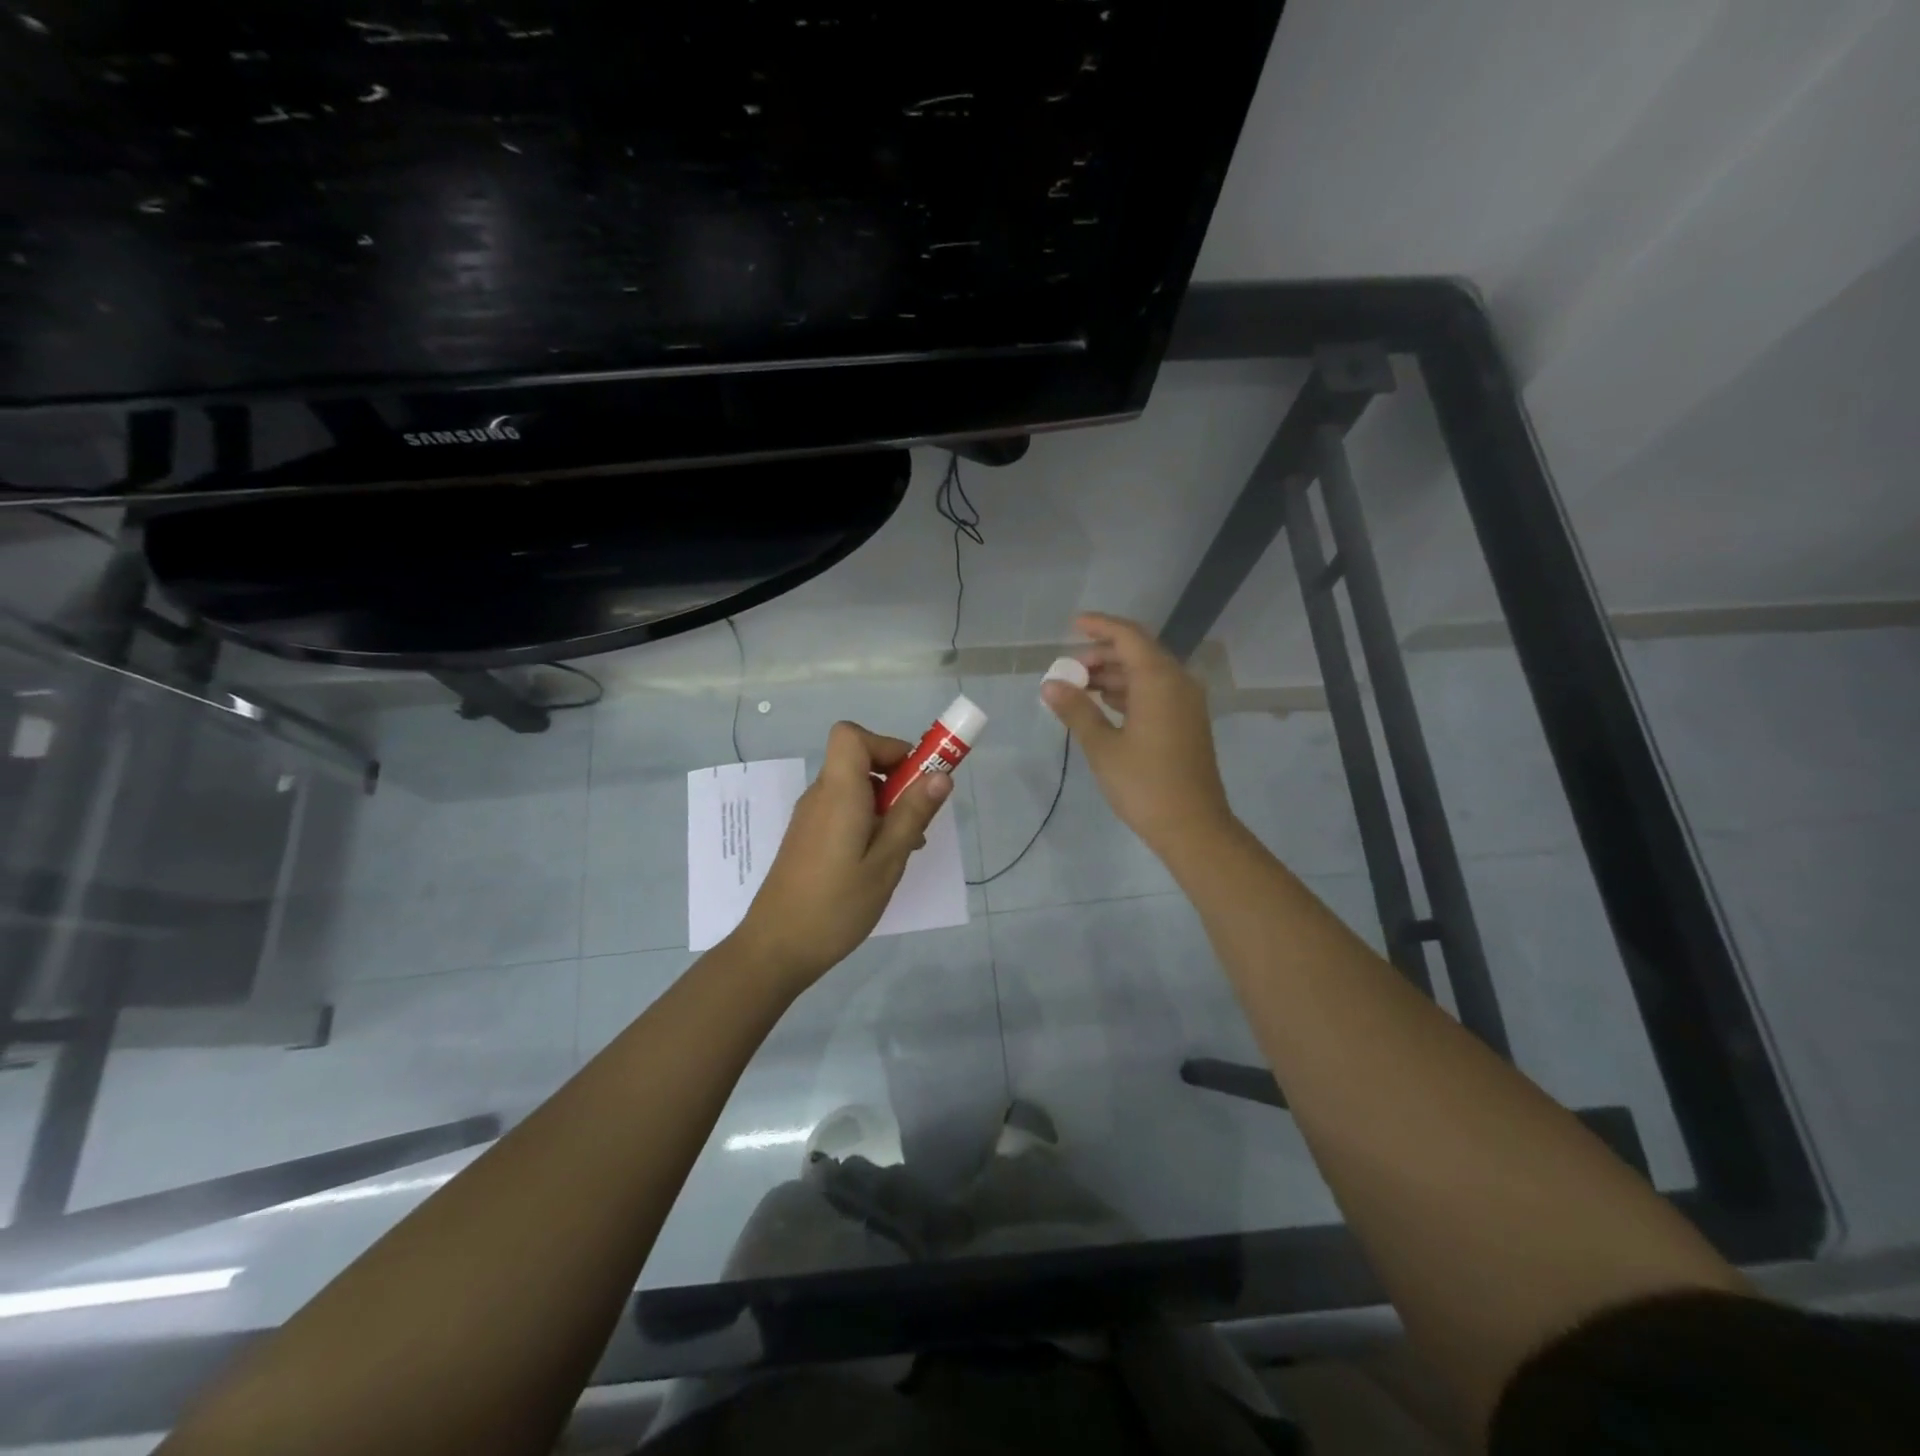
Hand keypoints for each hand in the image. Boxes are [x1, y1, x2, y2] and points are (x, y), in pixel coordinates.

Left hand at [732, 721, 951, 990]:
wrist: (777, 948)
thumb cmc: (836, 905)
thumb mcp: (886, 862)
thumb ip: (912, 815)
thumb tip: (940, 776)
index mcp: (839, 793)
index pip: (851, 735)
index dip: (885, 745)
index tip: (913, 776)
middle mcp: (820, 796)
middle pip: (857, 760)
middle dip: (895, 778)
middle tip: (919, 817)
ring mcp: (810, 817)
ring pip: (853, 788)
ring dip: (885, 804)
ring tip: (905, 848)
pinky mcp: (807, 838)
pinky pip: (842, 810)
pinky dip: (867, 821)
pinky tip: (879, 861)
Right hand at [1042, 612, 1235, 857]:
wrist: (1193, 826)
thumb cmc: (1144, 784)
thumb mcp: (1102, 746)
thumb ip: (1076, 710)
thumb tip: (1050, 685)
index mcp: (1159, 680)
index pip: (1128, 636)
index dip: (1100, 626)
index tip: (1073, 625)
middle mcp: (1178, 683)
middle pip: (1138, 652)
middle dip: (1102, 655)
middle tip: (1068, 669)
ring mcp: (1186, 703)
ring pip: (1147, 674)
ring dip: (1113, 675)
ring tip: (1077, 687)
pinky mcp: (1186, 723)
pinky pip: (1155, 693)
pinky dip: (1128, 692)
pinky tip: (1103, 705)